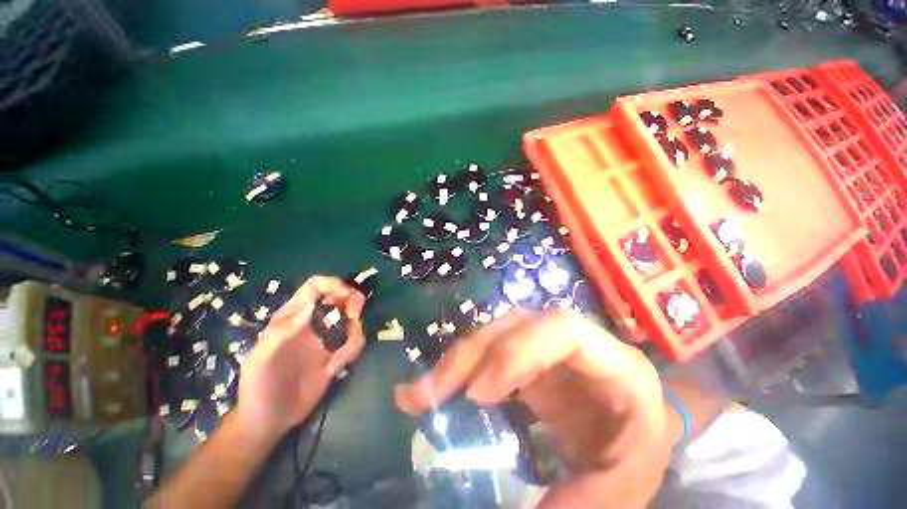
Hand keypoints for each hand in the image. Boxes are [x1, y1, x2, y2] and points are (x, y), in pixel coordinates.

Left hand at [236, 276, 364, 436]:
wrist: (269, 419)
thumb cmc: (259, 386)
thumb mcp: (262, 358)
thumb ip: (282, 331)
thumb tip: (311, 306)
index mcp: (293, 317)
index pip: (315, 287)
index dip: (333, 284)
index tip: (347, 294)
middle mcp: (312, 322)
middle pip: (339, 298)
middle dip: (352, 302)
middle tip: (354, 314)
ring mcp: (326, 339)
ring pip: (351, 320)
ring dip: (354, 330)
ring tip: (339, 355)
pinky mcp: (336, 354)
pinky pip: (354, 343)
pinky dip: (353, 350)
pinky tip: (336, 367)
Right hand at [394, 309, 671, 508]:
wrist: (632, 432)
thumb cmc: (634, 451)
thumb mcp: (622, 485)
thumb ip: (583, 502)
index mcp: (612, 361)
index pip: (561, 330)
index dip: (516, 351)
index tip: (478, 394)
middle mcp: (573, 341)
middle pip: (515, 325)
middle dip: (471, 355)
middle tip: (431, 394)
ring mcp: (545, 346)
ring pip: (496, 333)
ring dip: (458, 360)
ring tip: (422, 392)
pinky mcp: (526, 357)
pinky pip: (489, 352)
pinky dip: (461, 368)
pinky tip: (437, 387)